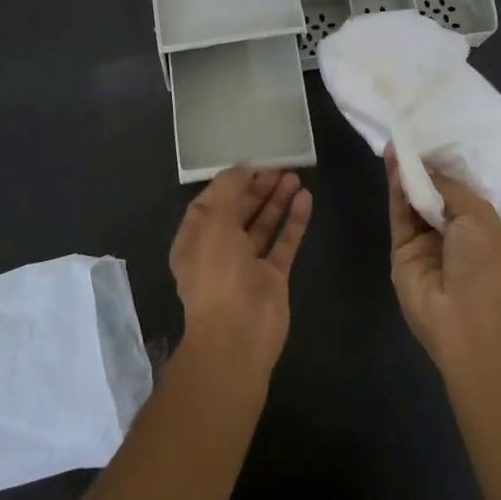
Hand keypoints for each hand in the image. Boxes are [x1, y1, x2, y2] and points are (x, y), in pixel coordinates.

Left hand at [169, 167, 310, 373]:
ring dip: (276, 201)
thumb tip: (242, 168)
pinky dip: (293, 221)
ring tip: (294, 176)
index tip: (251, 164)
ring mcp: (247, 265)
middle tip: (279, 167)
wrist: (238, 335)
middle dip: (256, 189)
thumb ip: (227, 190)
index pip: (209, 203)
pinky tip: (305, 199)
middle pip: (238, 212)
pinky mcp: (273, 277)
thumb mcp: (214, 223)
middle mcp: (219, 251)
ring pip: (263, 225)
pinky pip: (284, 243)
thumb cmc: (217, 274)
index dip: (229, 183)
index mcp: (194, 240)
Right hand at [386, 149, 500, 370]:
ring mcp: (425, 241)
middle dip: (423, 166)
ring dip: (406, 174)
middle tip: (408, 135)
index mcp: (480, 224)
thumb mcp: (478, 217)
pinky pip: (399, 214)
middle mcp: (452, 230)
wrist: (466, 320)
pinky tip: (393, 164)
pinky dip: (396, 189)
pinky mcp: (402, 250)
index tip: (432, 137)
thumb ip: (449, 188)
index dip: (446, 165)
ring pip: (413, 200)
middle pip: (433, 192)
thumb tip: (426, 169)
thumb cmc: (485, 265)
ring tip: (396, 143)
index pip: (459, 188)